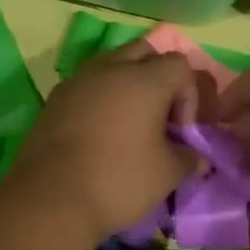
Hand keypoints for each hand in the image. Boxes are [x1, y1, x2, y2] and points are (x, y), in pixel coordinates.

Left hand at [12, 42, 199, 239]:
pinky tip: (99, 132)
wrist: (51, 197)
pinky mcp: (55, 99)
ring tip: (129, 122)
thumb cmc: (119, 179)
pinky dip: (100, 98)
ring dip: (126, 84)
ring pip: (111, 64)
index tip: (180, 131)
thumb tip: (198, 158)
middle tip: (158, 116)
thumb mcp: (167, 174)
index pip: (179, 65)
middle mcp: (111, 68)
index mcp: (146, 79)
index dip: (188, 95)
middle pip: (145, 52)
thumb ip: (188, 159)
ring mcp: (78, 80)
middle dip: (158, 76)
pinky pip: (86, 85)